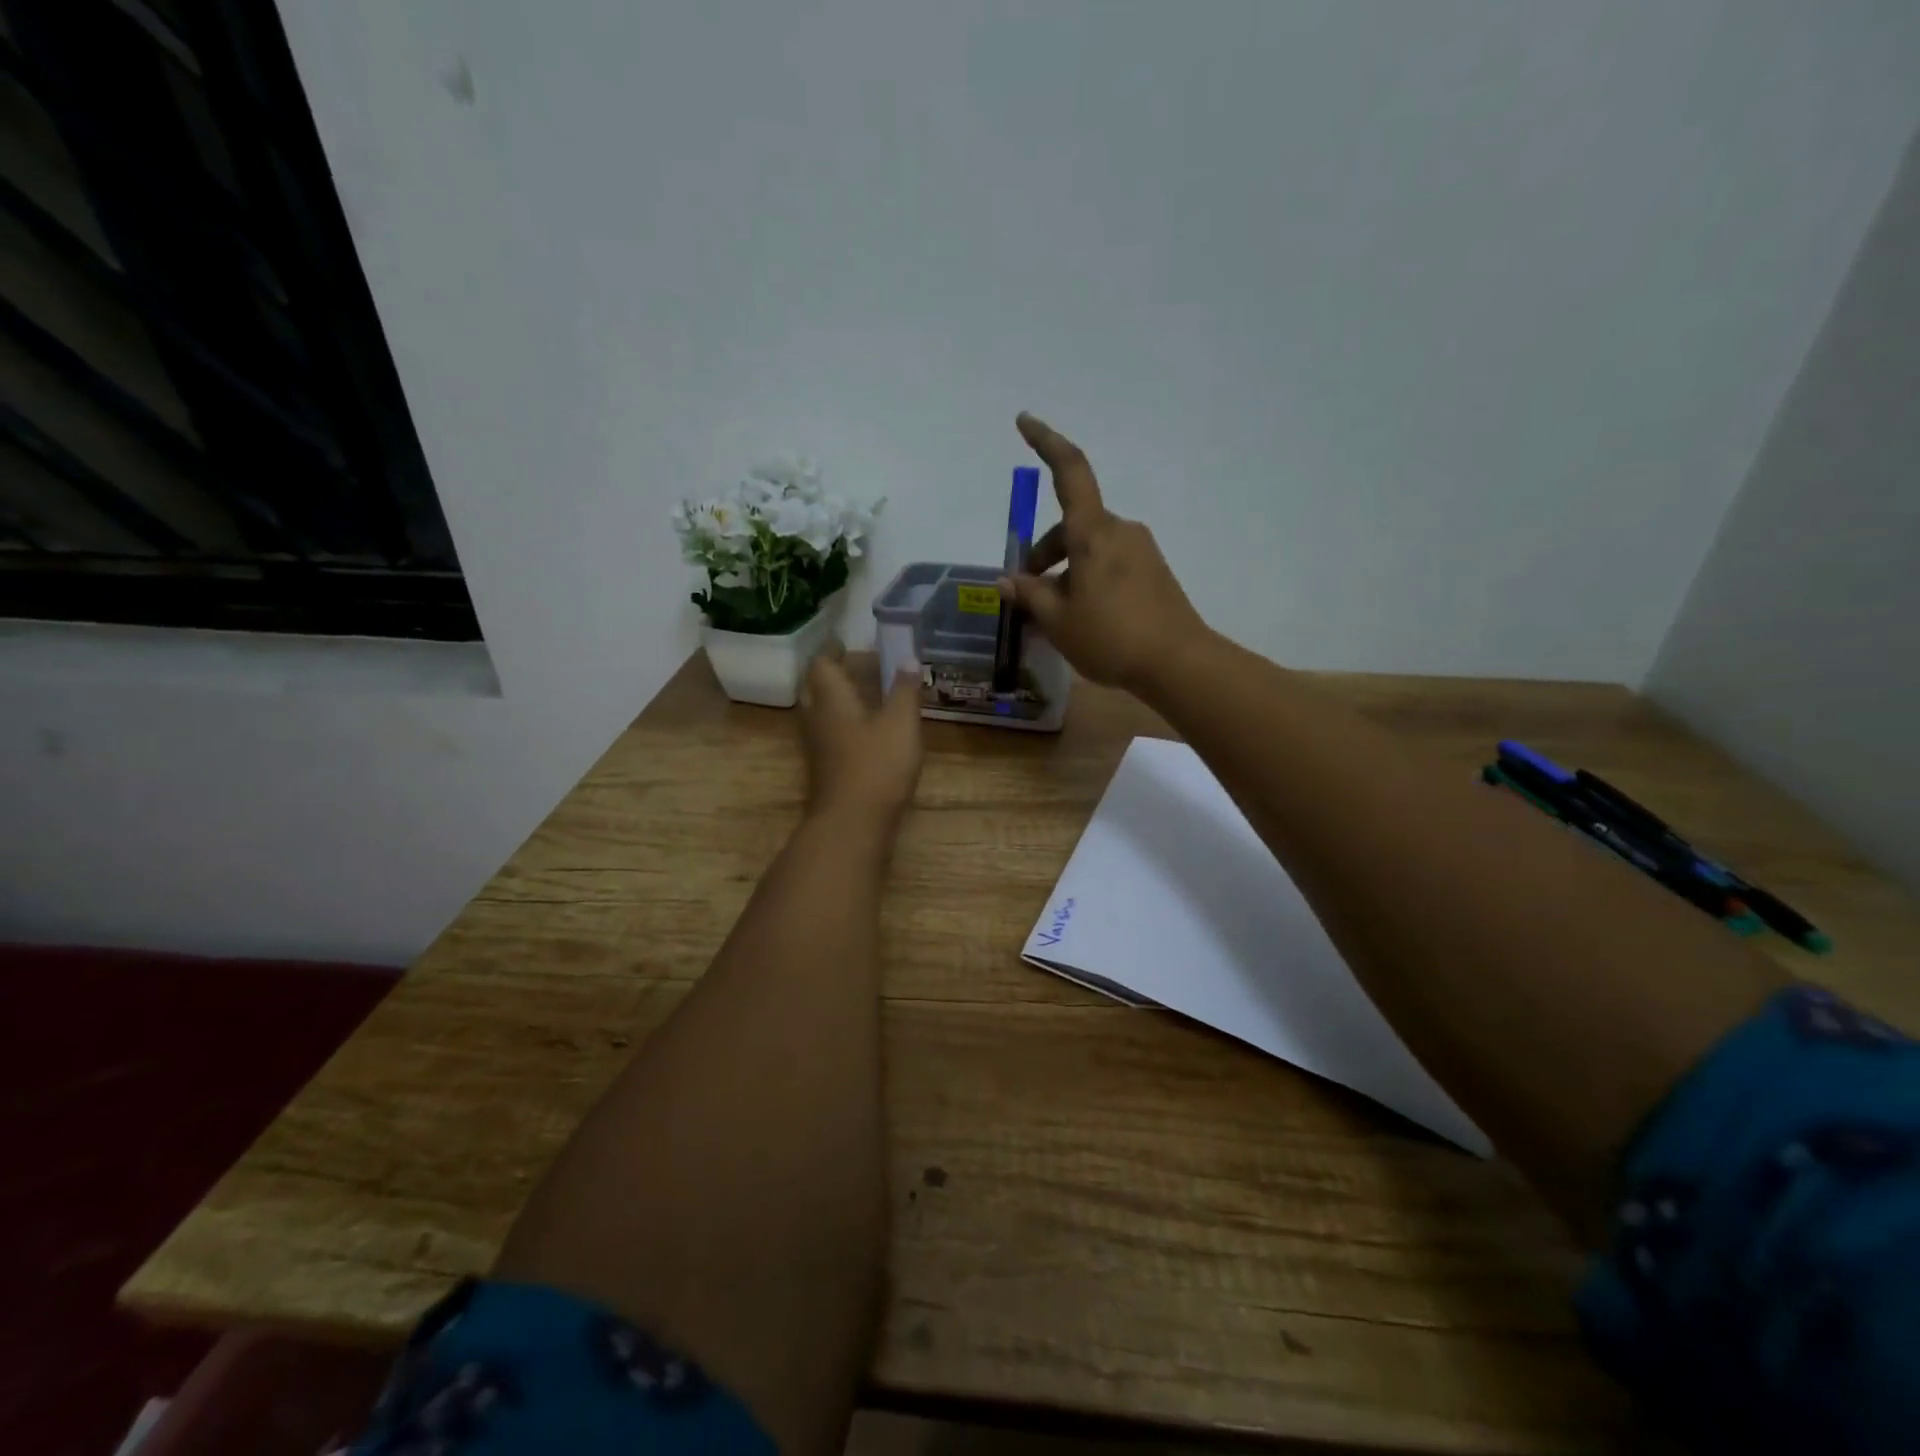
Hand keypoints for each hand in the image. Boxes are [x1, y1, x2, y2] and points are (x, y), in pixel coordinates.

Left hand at [799, 649, 923, 827]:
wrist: (853, 823)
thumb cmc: (877, 765)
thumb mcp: (901, 723)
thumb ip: (904, 690)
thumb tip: (907, 658)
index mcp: (831, 699)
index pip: (821, 664)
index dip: (832, 651)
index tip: (845, 643)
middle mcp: (817, 718)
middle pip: (814, 688)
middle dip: (829, 674)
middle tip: (851, 666)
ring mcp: (817, 747)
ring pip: (819, 713)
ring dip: (834, 700)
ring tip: (860, 694)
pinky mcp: (824, 769)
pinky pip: (828, 735)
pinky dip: (841, 724)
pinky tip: (863, 731)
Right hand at [999, 413, 1208, 693]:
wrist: (1179, 663)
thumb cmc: (1111, 637)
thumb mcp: (1058, 621)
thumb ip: (1030, 595)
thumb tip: (1007, 580)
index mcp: (1093, 533)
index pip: (1070, 471)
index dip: (1046, 442)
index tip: (1025, 422)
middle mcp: (1120, 531)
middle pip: (1072, 525)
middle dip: (1044, 553)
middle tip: (1027, 591)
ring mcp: (1141, 550)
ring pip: (1090, 548)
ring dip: (1066, 570)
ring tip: (1055, 615)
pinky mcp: (1154, 571)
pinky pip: (1110, 563)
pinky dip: (1088, 578)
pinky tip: (1084, 616)